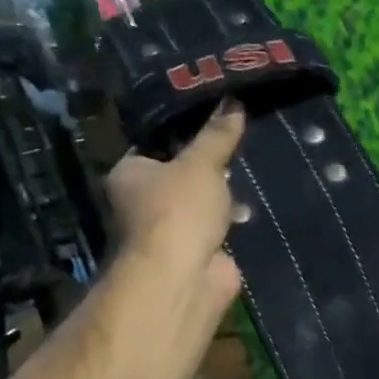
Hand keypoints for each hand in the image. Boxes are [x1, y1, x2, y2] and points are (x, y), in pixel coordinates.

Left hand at [106, 100, 244, 313]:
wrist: (183, 277)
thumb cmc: (179, 210)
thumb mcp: (202, 163)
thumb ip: (217, 135)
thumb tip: (233, 102)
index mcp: (129, 174)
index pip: (154, 147)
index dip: (182, 135)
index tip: (212, 123)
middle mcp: (140, 204)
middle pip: (177, 178)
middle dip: (205, 170)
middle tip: (235, 150)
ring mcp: (167, 234)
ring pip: (196, 207)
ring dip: (219, 200)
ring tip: (248, 179)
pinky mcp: (192, 257)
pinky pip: (213, 232)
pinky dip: (228, 225)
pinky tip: (248, 213)